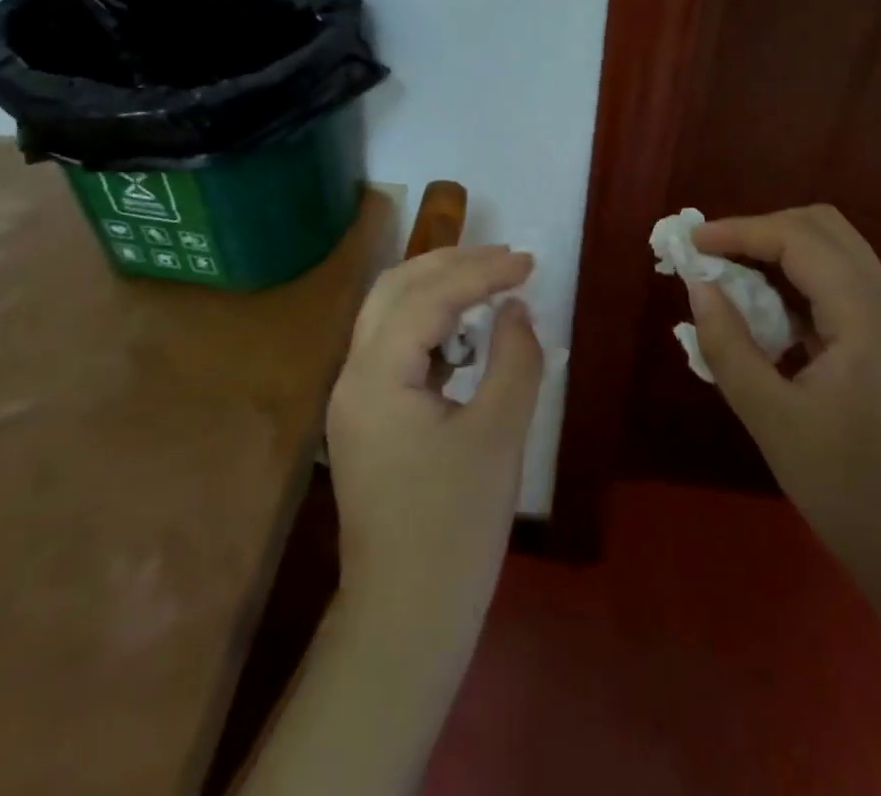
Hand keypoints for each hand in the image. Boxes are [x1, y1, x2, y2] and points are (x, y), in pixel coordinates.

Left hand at [327, 246, 541, 635]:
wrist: (405, 621)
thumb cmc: (455, 528)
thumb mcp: (498, 435)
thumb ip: (513, 359)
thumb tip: (515, 309)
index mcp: (376, 375)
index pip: (428, 296)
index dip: (481, 271)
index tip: (528, 262)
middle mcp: (353, 376)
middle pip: (394, 289)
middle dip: (450, 264)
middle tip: (505, 258)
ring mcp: (355, 399)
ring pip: (389, 314)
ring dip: (438, 288)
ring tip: (490, 281)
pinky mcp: (367, 419)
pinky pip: (394, 347)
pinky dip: (430, 324)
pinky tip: (466, 332)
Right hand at [688, 205, 880, 590]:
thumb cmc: (848, 490)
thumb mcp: (772, 419)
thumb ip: (728, 345)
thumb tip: (697, 287)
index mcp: (867, 317)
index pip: (800, 239)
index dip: (741, 231)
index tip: (692, 244)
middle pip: (826, 229)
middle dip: (764, 230)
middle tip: (715, 254)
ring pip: (837, 255)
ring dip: (782, 253)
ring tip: (733, 278)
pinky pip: (843, 290)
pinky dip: (800, 285)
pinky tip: (769, 319)